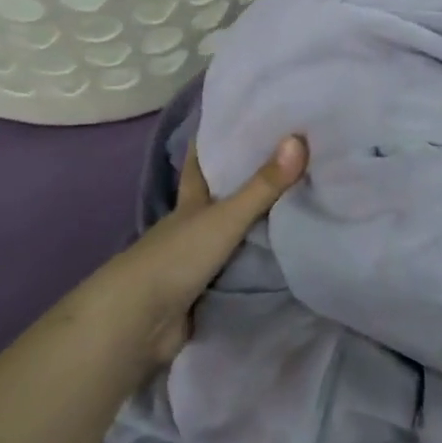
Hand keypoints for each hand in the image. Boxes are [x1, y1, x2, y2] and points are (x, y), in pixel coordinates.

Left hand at [69, 135, 307, 370]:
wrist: (141, 322)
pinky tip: (283, 257)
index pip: (199, 164)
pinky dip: (257, 264)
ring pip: (230, 235)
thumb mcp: (225, 217)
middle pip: (218, 199)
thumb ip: (263, 186)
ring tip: (296, 205)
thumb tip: (299, 139)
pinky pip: (238, 270)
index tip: (235, 121)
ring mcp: (196, 261)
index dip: (211, 143)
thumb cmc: (177, 257)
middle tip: (283, 162)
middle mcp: (191, 227)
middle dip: (243, 184)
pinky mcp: (205, 293)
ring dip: (255, 225)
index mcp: (190, 203)